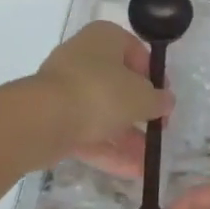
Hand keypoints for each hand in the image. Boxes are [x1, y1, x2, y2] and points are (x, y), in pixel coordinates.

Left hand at [29, 21, 172, 176]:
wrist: (43, 119)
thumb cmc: (100, 92)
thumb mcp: (141, 96)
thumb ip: (157, 100)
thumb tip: (166, 101)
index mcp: (105, 37)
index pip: (137, 52)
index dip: (155, 77)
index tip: (165, 101)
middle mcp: (84, 56)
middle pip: (119, 84)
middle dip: (139, 112)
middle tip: (157, 130)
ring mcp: (65, 87)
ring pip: (103, 111)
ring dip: (126, 136)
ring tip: (148, 161)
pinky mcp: (53, 117)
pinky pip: (86, 130)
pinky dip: (107, 148)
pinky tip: (131, 171)